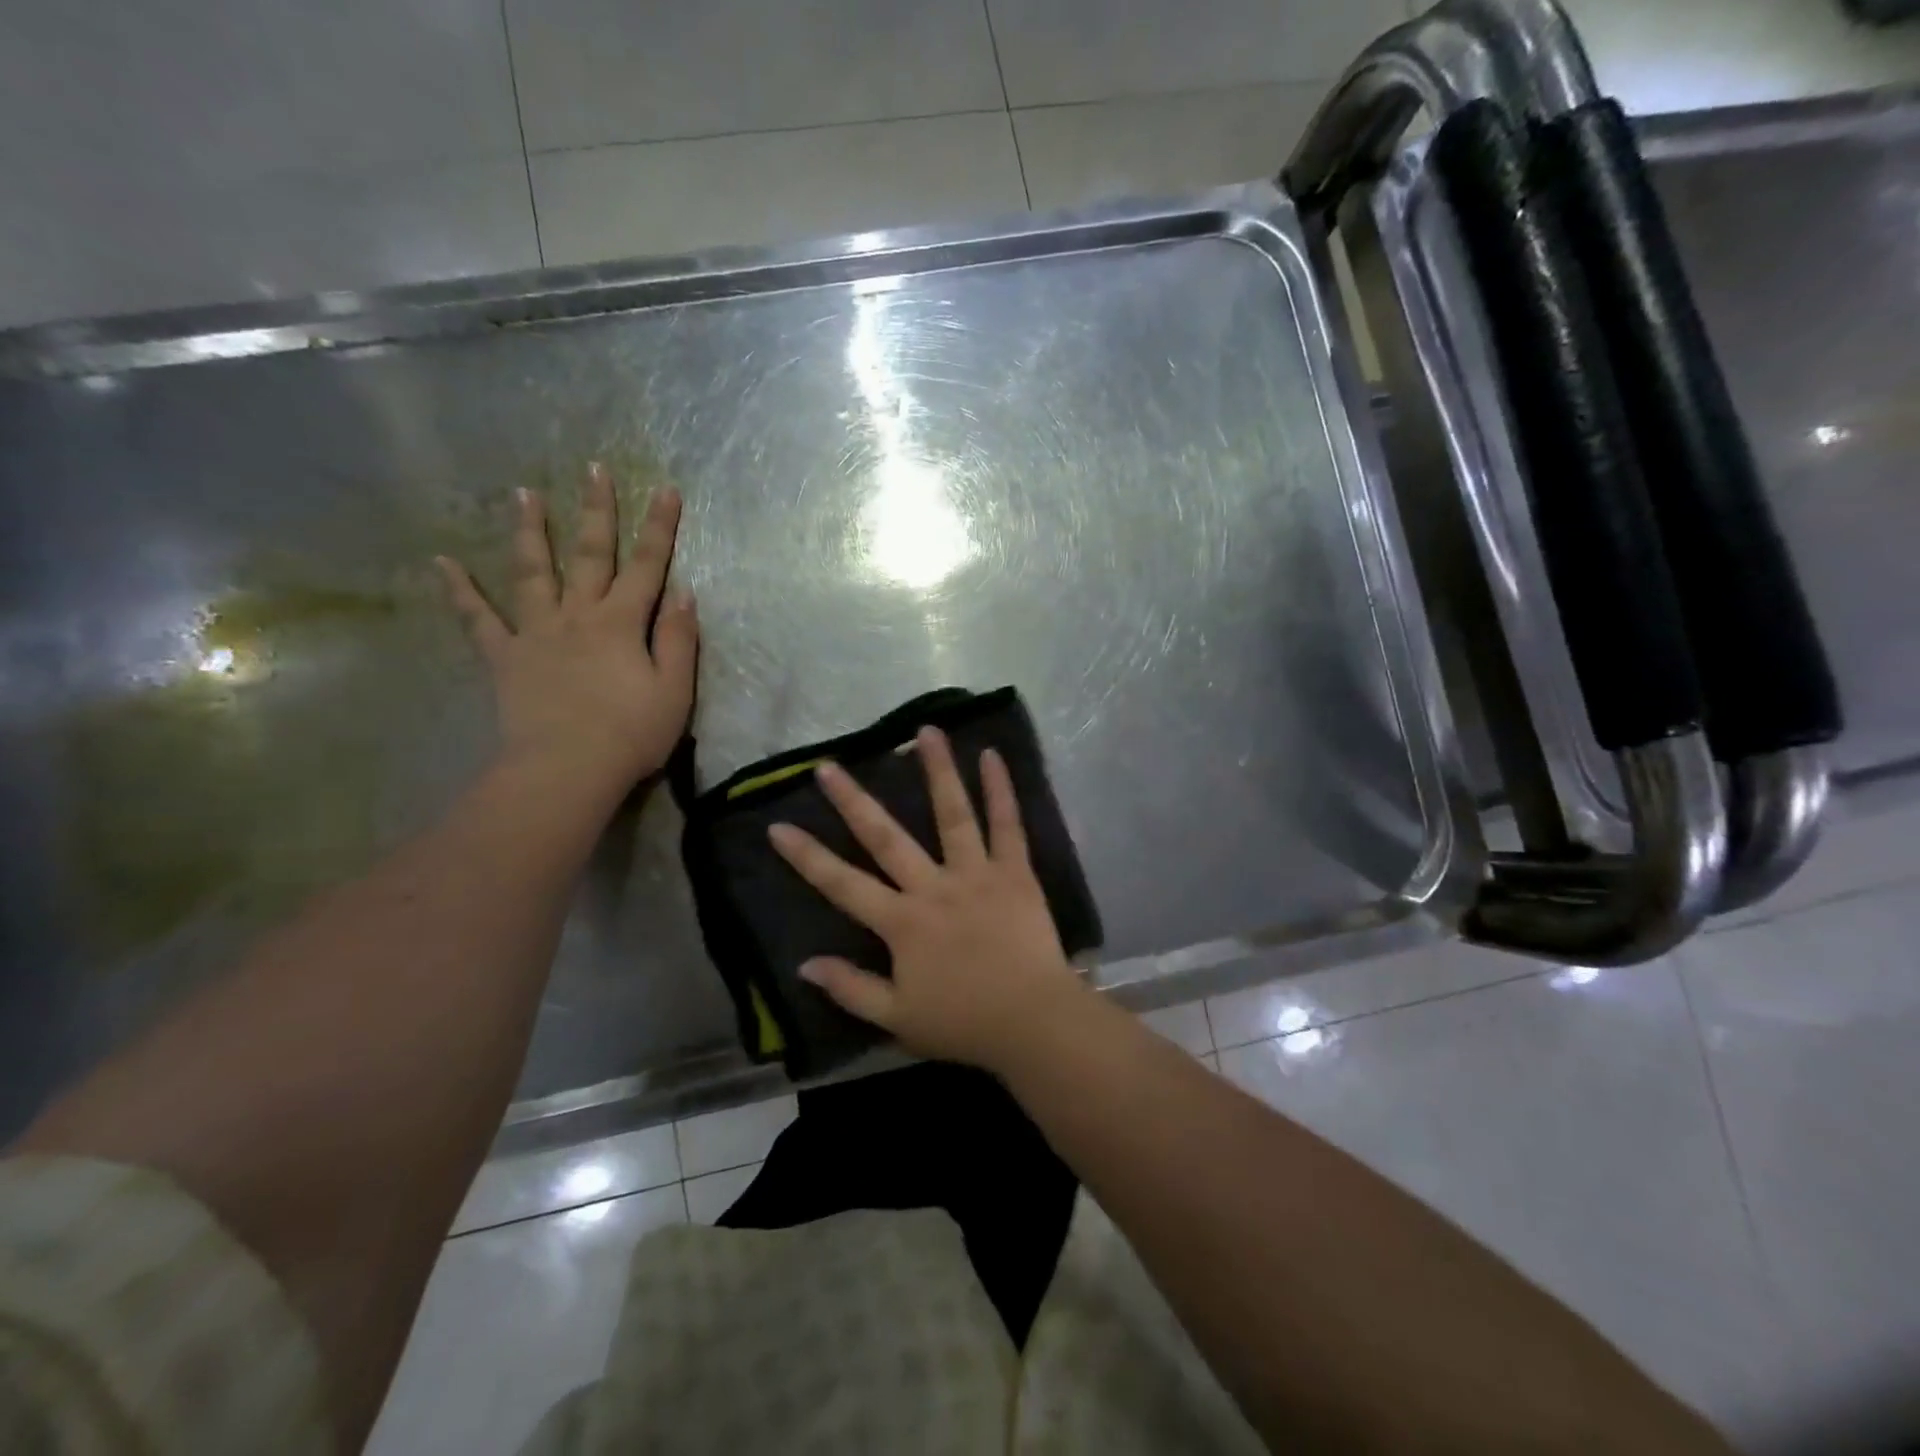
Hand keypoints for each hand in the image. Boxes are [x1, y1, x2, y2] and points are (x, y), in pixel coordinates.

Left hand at [437, 464, 696, 800]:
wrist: (567, 770)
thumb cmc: (631, 734)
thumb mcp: (675, 691)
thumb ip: (679, 639)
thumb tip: (685, 592)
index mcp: (622, 623)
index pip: (647, 566)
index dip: (659, 528)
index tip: (667, 490)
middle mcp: (578, 616)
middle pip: (590, 555)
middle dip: (596, 511)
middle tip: (593, 468)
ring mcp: (537, 633)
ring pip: (533, 572)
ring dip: (531, 531)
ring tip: (524, 493)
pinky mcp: (505, 657)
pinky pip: (478, 620)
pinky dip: (459, 591)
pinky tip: (441, 563)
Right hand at [767, 727, 1087, 1073]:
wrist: (1032, 1022)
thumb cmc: (963, 1023)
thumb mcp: (896, 1018)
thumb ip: (850, 989)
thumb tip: (805, 963)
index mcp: (902, 923)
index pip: (842, 884)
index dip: (807, 857)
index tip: (778, 826)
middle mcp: (933, 887)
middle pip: (886, 837)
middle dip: (853, 800)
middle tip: (829, 765)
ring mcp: (976, 874)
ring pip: (952, 814)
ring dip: (937, 771)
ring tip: (925, 732)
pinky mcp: (1015, 872)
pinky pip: (1008, 825)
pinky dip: (1000, 790)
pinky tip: (991, 756)